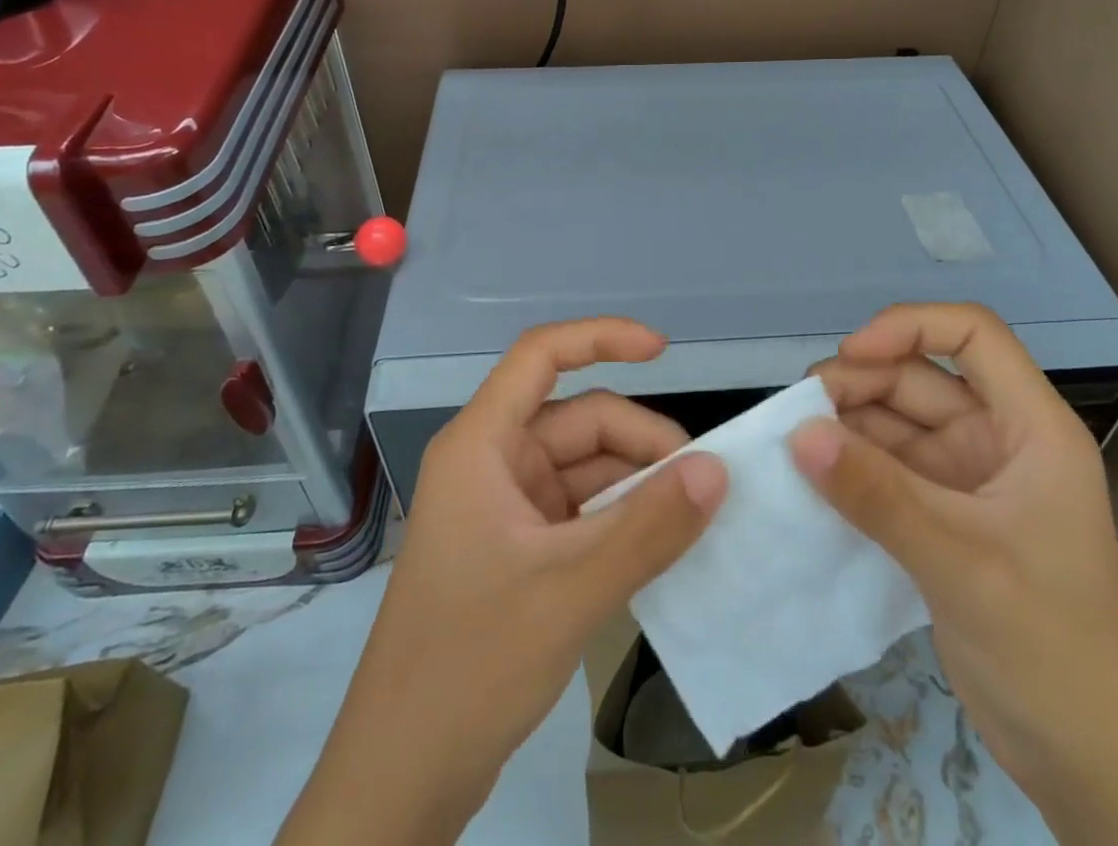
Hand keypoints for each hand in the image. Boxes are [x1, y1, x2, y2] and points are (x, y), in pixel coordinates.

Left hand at [282, 318, 728, 845]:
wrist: (400, 780)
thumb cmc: (469, 667)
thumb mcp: (570, 591)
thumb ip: (648, 528)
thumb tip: (717, 470)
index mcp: (481, 444)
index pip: (540, 355)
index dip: (601, 337)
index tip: (664, 350)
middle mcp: (491, 461)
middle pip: (577, 419)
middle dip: (640, 443)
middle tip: (703, 485)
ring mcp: (503, 507)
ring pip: (584, 467)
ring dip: (636, 484)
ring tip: (692, 518)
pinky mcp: (515, 548)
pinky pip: (579, 510)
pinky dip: (620, 518)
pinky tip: (660, 544)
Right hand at [788, 304, 1117, 845]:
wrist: (1093, 771)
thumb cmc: (1052, 651)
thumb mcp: (961, 563)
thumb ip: (877, 494)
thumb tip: (799, 433)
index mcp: (1032, 427)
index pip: (972, 334)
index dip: (909, 327)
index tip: (850, 355)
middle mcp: (999, 439)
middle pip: (920, 377)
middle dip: (860, 384)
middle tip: (799, 414)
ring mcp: (969, 479)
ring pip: (896, 423)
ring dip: (847, 427)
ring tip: (794, 445)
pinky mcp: (944, 517)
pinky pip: (887, 470)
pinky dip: (850, 468)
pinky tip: (811, 478)